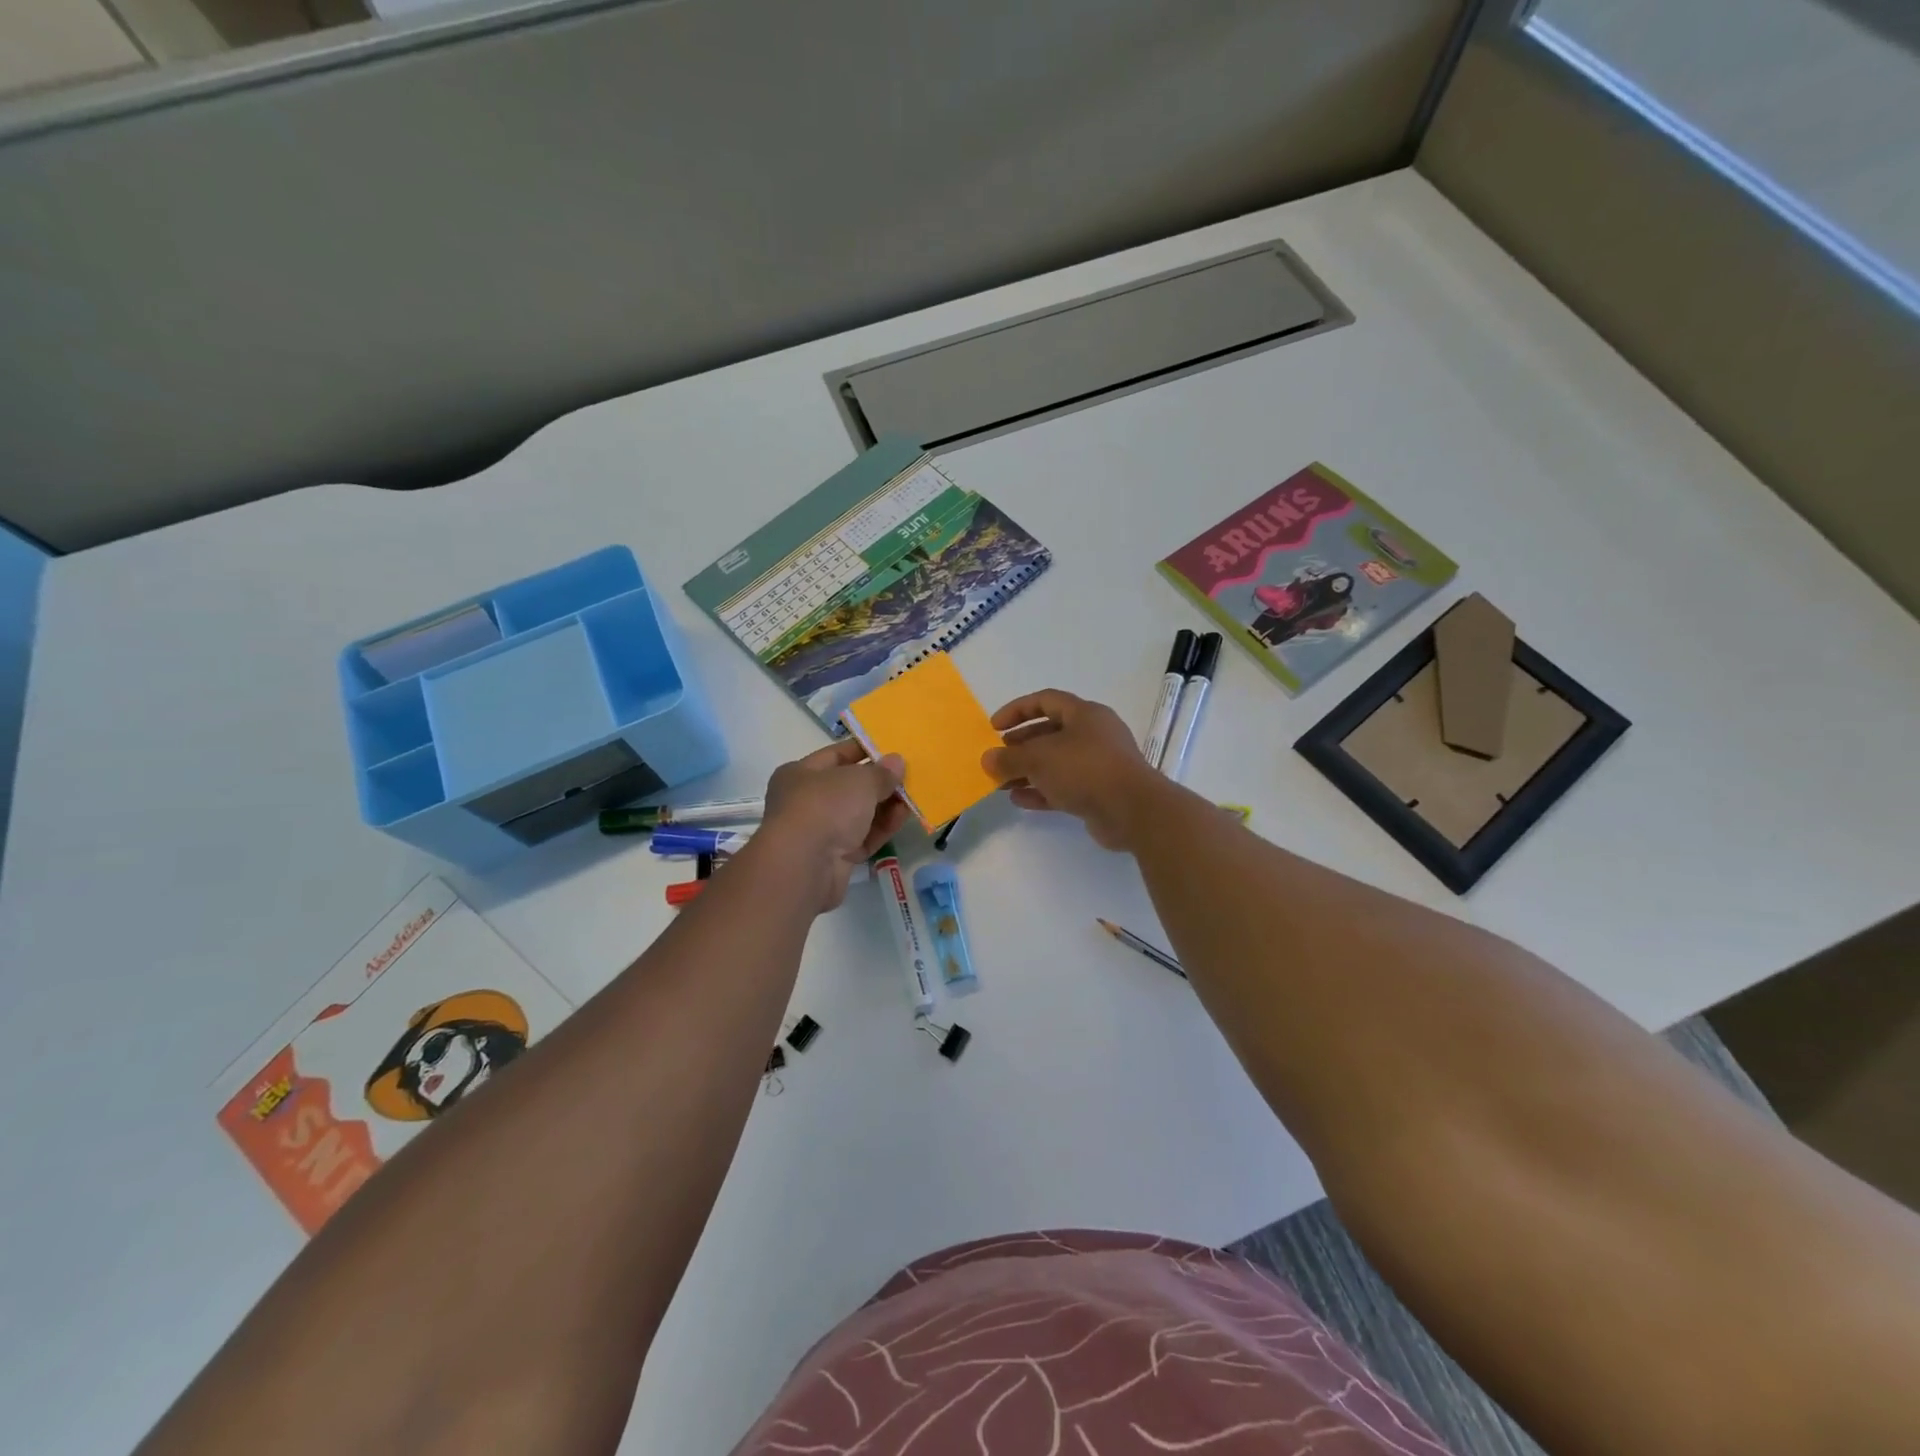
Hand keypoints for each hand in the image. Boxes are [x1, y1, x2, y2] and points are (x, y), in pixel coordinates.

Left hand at [757, 739, 909, 911]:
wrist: (805, 865)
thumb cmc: (826, 806)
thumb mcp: (859, 780)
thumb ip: (881, 772)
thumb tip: (897, 762)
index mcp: (800, 773)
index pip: (836, 755)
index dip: (864, 750)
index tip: (892, 749)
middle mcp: (806, 801)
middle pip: (849, 787)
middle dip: (879, 781)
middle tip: (909, 775)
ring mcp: (820, 832)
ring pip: (858, 814)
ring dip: (885, 805)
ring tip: (913, 797)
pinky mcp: (834, 858)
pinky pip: (863, 838)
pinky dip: (882, 828)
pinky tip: (904, 817)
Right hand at [981, 689, 1169, 850]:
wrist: (1133, 811)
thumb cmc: (1085, 770)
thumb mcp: (1040, 759)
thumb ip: (1010, 758)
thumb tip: (987, 759)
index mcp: (1084, 714)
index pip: (1045, 700)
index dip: (1017, 710)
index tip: (993, 727)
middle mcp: (1093, 735)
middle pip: (1050, 733)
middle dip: (1020, 746)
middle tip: (998, 758)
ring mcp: (1098, 764)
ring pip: (1056, 762)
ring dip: (1028, 771)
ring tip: (1000, 783)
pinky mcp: (1099, 792)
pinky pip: (1065, 786)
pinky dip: (1042, 790)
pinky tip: (1019, 799)